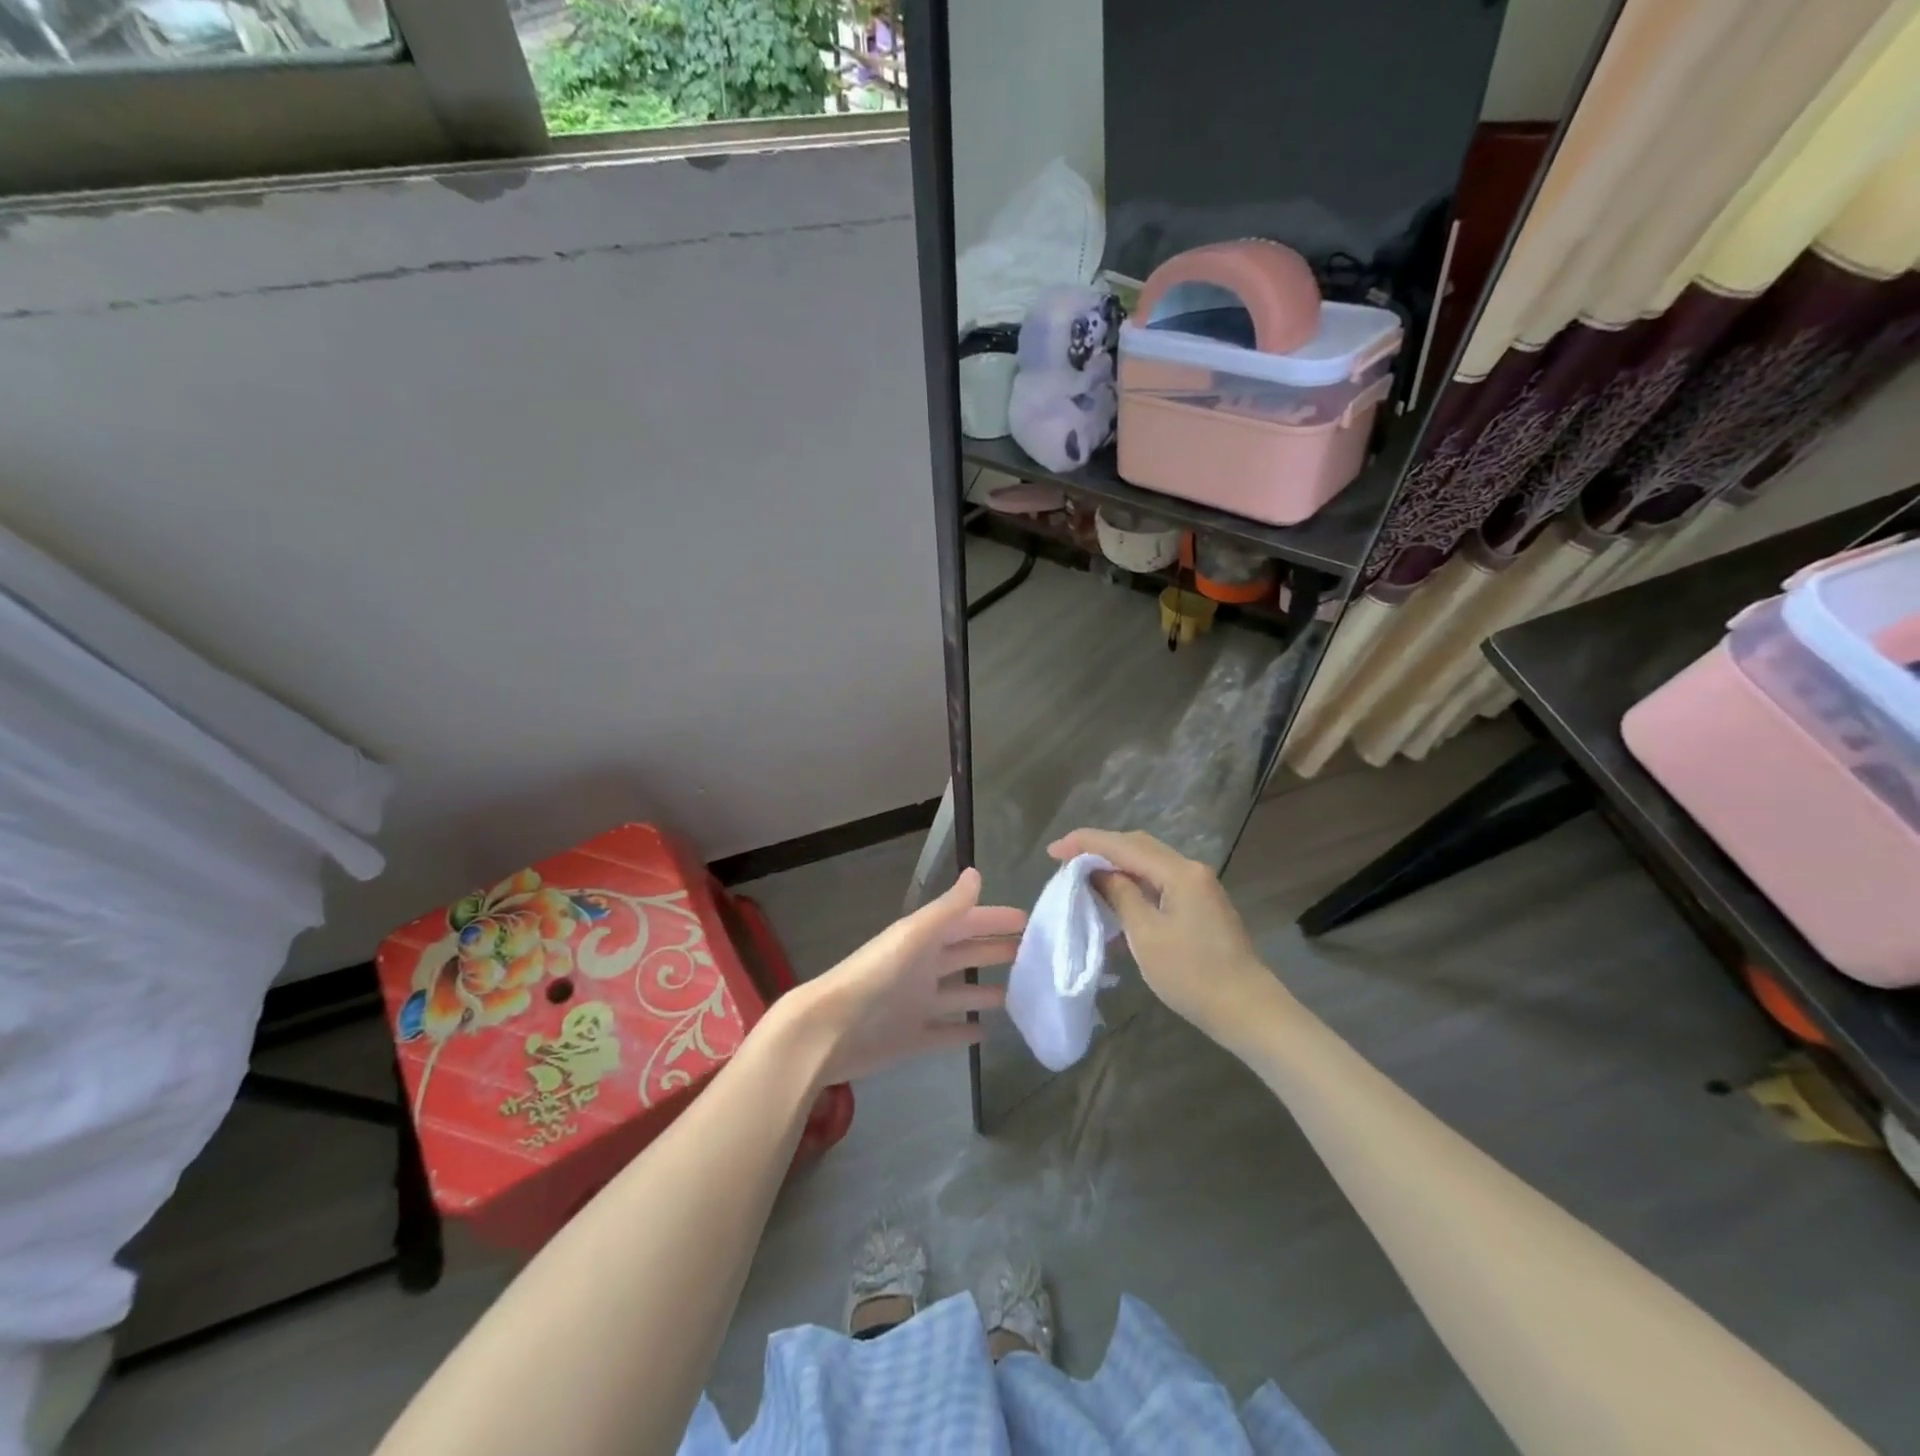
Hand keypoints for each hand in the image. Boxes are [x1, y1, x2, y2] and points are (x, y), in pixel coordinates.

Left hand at [780, 868, 1022, 1085]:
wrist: (830, 1030)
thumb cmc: (877, 976)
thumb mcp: (916, 936)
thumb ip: (948, 908)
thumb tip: (976, 873)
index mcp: (923, 940)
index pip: (966, 923)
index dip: (994, 920)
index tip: (1029, 921)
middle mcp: (922, 968)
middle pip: (966, 956)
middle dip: (996, 952)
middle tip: (1035, 956)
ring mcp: (917, 1004)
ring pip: (960, 994)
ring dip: (986, 992)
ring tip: (1021, 994)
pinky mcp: (912, 1039)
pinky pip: (945, 1033)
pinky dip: (964, 1031)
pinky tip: (987, 1034)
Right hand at [1048, 828, 1271, 1039]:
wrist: (1247, 1010)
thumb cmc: (1192, 974)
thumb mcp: (1146, 935)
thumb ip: (1120, 896)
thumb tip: (1097, 873)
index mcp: (1179, 872)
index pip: (1123, 845)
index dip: (1085, 843)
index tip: (1053, 850)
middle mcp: (1191, 870)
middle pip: (1138, 846)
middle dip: (1099, 848)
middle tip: (1065, 859)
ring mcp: (1199, 887)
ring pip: (1148, 863)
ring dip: (1116, 865)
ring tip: (1083, 875)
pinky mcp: (1200, 905)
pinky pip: (1159, 881)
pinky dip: (1133, 882)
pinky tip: (1115, 896)